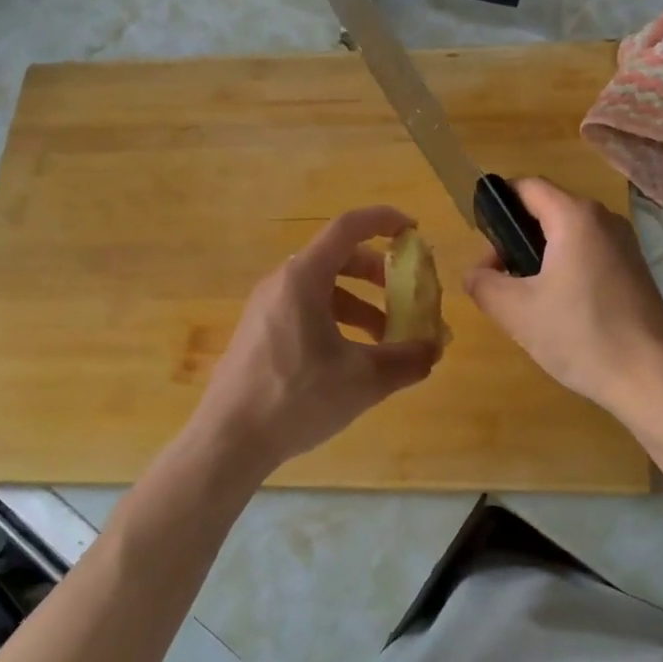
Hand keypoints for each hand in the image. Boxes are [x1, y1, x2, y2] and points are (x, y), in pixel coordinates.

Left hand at [189, 206, 437, 479]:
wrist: (228, 440)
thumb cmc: (296, 398)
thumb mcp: (363, 380)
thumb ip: (407, 360)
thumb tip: (434, 349)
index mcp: (304, 278)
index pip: (348, 227)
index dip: (384, 221)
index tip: (413, 232)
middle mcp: (282, 283)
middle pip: (338, 258)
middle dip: (378, 273)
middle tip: (405, 294)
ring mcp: (266, 308)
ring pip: (323, 289)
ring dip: (360, 304)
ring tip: (386, 339)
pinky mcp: (259, 333)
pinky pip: (305, 310)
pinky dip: (337, 321)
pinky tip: (351, 359)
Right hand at [463, 178, 662, 413]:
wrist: (652, 378)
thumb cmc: (581, 335)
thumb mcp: (516, 312)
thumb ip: (484, 283)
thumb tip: (477, 272)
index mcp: (575, 216)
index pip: (526, 186)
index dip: (497, 206)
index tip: (482, 243)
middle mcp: (604, 219)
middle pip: (547, 209)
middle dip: (516, 238)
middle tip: (500, 279)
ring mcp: (625, 244)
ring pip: (568, 234)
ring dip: (540, 257)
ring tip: (526, 298)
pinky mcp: (635, 270)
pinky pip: (589, 254)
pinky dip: (566, 269)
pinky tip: (560, 310)